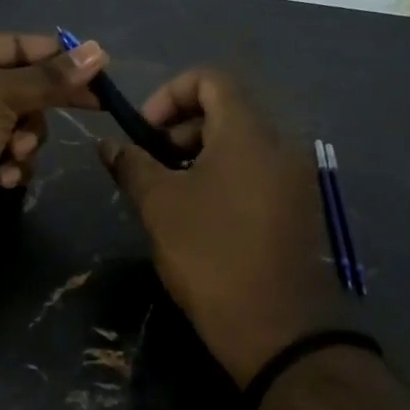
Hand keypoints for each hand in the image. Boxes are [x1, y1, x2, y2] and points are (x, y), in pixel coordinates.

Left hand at [0, 32, 106, 260]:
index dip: (54, 54)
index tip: (95, 64)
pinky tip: (1, 177)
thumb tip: (99, 52)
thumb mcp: (1, 95)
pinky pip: (14, 156)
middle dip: (43, 103)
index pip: (14, 46)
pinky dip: (13, 166)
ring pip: (24, 125)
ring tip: (14, 152)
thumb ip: (51, 77)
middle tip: (94, 104)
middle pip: (24, 87)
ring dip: (26, 140)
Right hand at [99, 68, 344, 384]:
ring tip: (171, 194)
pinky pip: (258, 171)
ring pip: (242, 143)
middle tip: (152, 166)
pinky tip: (202, 216)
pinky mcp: (300, 208)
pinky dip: (225, 177)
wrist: (278, 330)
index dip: (170, 94)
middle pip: (227, 109)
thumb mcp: (159, 206)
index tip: (145, 132)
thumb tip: (109, 144)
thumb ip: (132, 164)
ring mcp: (296, 178)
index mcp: (249, 133)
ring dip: (201, 154)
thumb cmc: (211, 255)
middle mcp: (281, 144)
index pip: (212, 78)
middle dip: (182, 128)